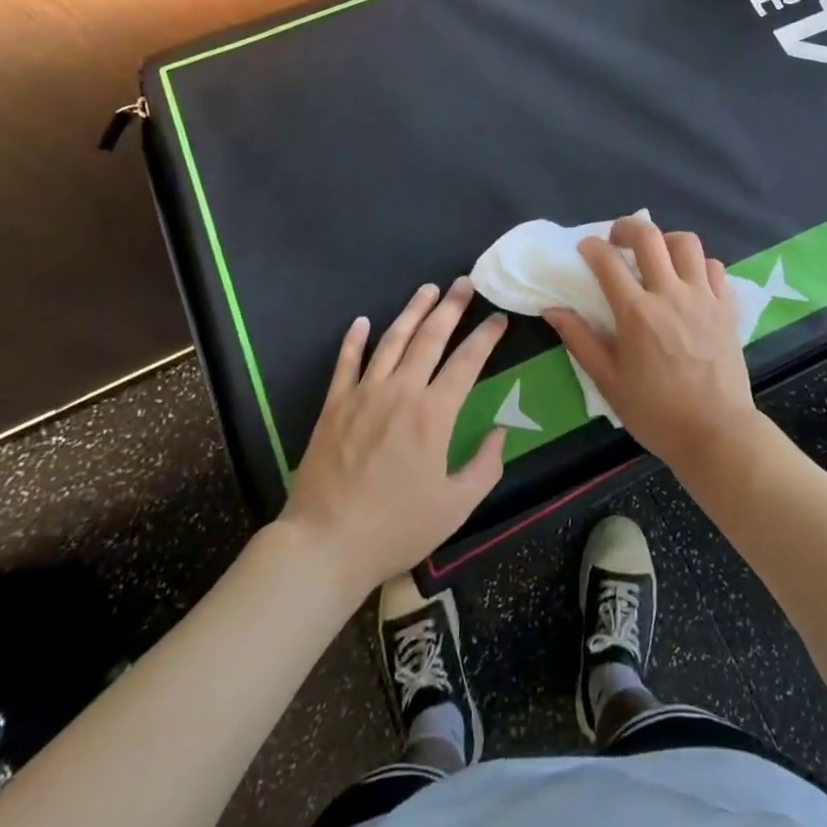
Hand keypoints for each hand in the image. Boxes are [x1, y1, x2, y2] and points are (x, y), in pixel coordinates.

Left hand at [281, 279, 506, 594]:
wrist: (325, 543)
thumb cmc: (396, 528)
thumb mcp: (456, 507)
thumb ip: (485, 466)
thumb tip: (501, 432)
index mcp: (434, 414)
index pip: (467, 362)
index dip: (486, 336)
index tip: (499, 317)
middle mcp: (400, 391)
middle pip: (430, 337)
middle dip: (451, 307)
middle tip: (465, 283)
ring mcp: (363, 394)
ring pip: (392, 340)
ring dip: (412, 311)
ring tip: (428, 289)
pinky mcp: (334, 405)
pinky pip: (346, 363)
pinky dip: (354, 339)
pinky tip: (362, 321)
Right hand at [543, 221, 764, 479]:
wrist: (716, 433)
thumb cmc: (656, 412)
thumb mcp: (608, 381)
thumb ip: (580, 340)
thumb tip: (552, 310)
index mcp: (636, 313)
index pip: (607, 261)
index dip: (591, 247)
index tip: (585, 248)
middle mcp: (670, 294)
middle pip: (649, 236)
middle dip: (627, 227)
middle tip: (617, 240)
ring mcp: (703, 297)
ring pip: (687, 243)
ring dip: (666, 240)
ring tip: (657, 255)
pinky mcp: (727, 307)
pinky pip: (715, 267)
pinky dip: (699, 265)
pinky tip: (689, 280)